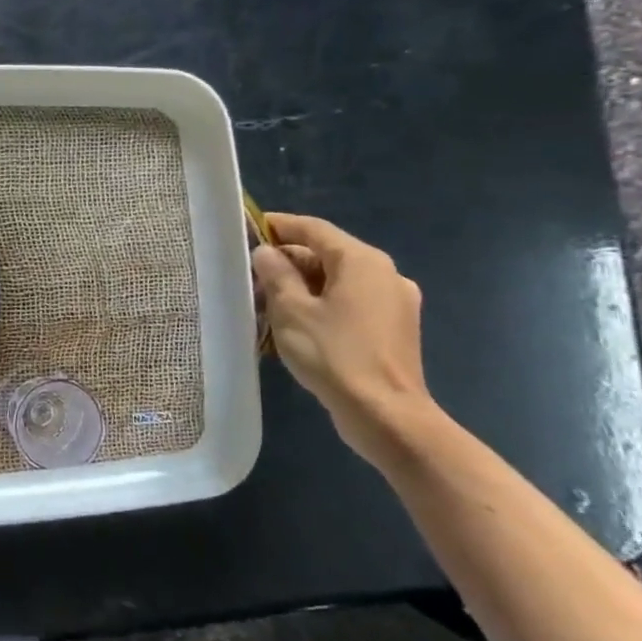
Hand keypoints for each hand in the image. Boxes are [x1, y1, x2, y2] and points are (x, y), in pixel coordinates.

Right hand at [251, 213, 432, 463]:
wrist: (385, 414)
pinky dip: (321, 305)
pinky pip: (350, 304)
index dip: (278, 226)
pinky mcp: (393, 330)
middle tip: (249, 276)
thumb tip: (267, 253)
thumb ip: (276, 274)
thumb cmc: (334, 354)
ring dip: (301, 286)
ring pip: (337, 282)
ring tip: (265, 304)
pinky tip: (296, 325)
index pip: (313, 229)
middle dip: (287, 262)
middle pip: (326, 255)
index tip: (247, 229)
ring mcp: (394, 303)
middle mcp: (384, 274)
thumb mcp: (291, 310)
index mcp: (362, 261)